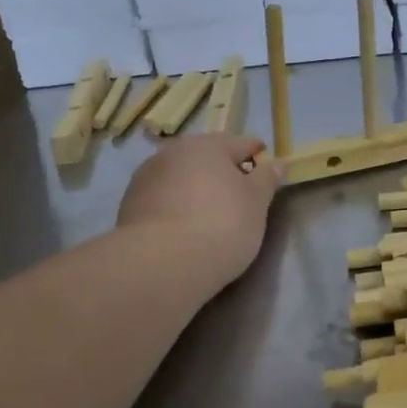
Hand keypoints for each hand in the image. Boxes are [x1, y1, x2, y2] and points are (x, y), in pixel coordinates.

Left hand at [116, 135, 282, 289]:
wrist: (162, 264)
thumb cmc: (222, 224)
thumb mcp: (257, 202)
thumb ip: (267, 178)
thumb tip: (277, 162)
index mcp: (208, 145)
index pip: (240, 143)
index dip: (255, 151)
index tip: (264, 159)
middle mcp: (173, 152)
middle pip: (205, 156)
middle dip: (221, 167)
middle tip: (238, 187)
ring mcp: (146, 178)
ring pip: (180, 175)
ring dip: (194, 185)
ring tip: (209, 208)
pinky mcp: (128, 206)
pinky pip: (162, 198)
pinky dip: (175, 204)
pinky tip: (184, 223)